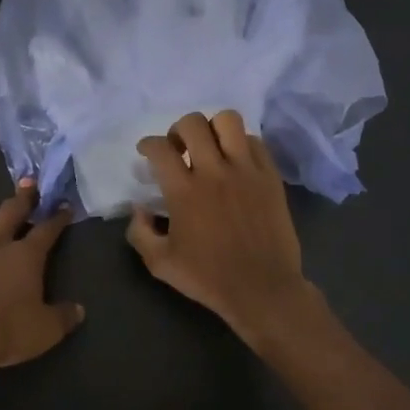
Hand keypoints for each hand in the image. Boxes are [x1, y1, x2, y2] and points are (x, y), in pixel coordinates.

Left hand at [0, 182, 82, 374]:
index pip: (47, 230)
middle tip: (28, 184)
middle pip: (11, 210)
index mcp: (25, 256)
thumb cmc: (3, 333)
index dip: (57, 218)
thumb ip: (63, 318)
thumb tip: (79, 311)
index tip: (64, 206)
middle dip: (23, 196)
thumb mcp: (44, 332)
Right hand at [125, 112, 324, 355]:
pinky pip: (255, 141)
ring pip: (228, 121)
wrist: (263, 289)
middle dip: (178, 130)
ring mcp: (246, 170)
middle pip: (192, 123)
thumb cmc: (209, 278)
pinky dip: (241, 144)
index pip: (160, 148)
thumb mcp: (160, 264)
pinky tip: (236, 161)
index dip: (148, 144)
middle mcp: (214, 172)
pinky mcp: (270, 176)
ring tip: (210, 147)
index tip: (147, 152)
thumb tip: (139, 208)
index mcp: (184, 191)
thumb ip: (140, 232)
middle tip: (179, 149)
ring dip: (213, 128)